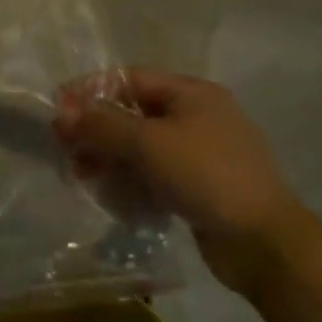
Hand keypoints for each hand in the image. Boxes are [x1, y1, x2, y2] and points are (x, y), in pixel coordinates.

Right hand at [54, 68, 318, 298]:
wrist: (263, 242)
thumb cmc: (205, 176)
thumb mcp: (147, 143)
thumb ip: (101, 124)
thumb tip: (60, 112)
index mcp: (191, 93)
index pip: (128, 79)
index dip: (89, 90)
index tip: (57, 110)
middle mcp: (196, 116)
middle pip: (131, 112)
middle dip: (95, 129)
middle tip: (65, 148)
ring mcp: (199, 152)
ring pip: (139, 145)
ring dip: (107, 155)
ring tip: (82, 174)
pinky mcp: (198, 185)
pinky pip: (152, 171)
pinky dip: (128, 177)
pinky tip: (111, 193)